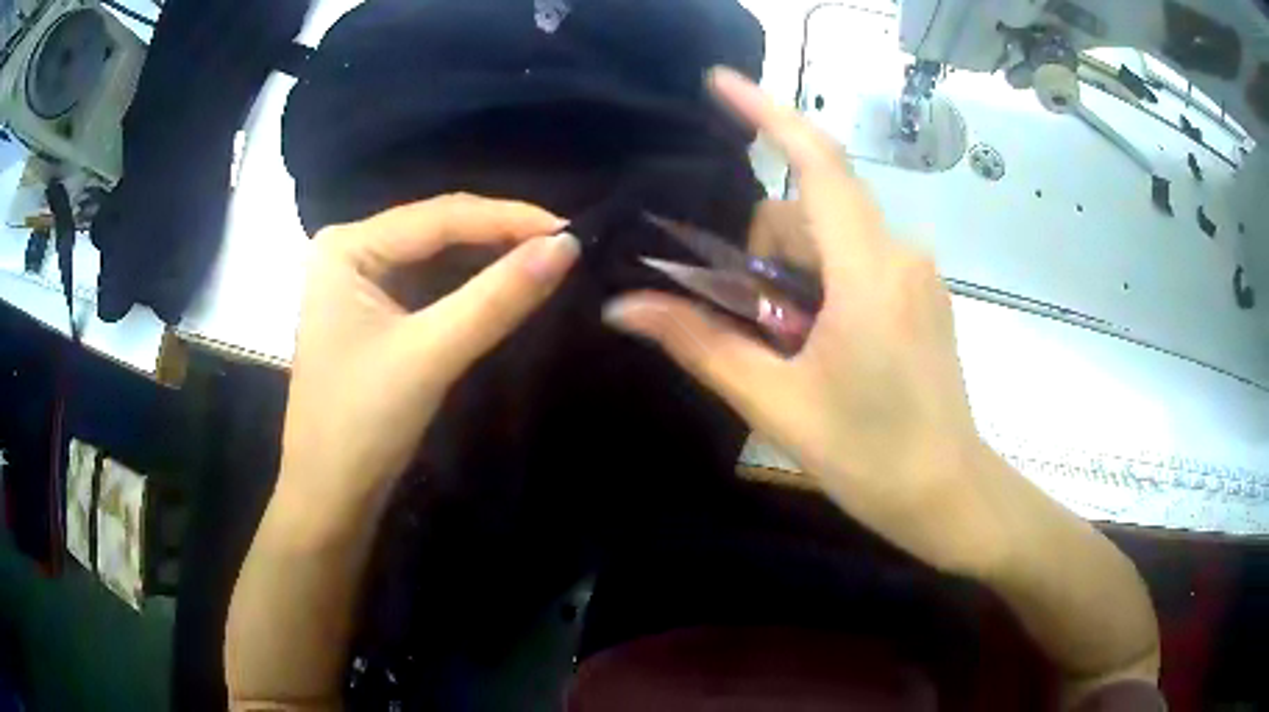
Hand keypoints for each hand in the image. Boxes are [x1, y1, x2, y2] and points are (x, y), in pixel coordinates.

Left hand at [279, 194, 577, 512]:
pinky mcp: (374, 313)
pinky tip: (505, 285)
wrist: (330, 497)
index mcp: (347, 247)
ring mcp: (360, 283)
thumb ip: (497, 297)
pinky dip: (469, 286)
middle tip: (565, 247)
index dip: (508, 218)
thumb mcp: (431, 355)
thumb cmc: (362, 423)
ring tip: (547, 260)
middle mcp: (351, 251)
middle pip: (437, 230)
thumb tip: (568, 246)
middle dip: (500, 236)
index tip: (571, 231)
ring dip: (489, 259)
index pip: (439, 216)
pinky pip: (430, 285)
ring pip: (437, 257)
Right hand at [604, 68, 997, 573]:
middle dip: (762, 256)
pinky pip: (858, 262)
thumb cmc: (871, 456)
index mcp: (869, 270)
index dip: (767, 114)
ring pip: (832, 241)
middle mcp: (900, 252)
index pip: (816, 163)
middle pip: (809, 213)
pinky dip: (821, 286)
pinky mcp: (922, 293)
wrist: (949, 495)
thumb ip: (699, 344)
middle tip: (749, 329)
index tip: (719, 82)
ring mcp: (917, 273)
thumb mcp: (776, 402)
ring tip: (790, 352)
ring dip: (791, 279)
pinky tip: (820, 345)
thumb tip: (623, 307)